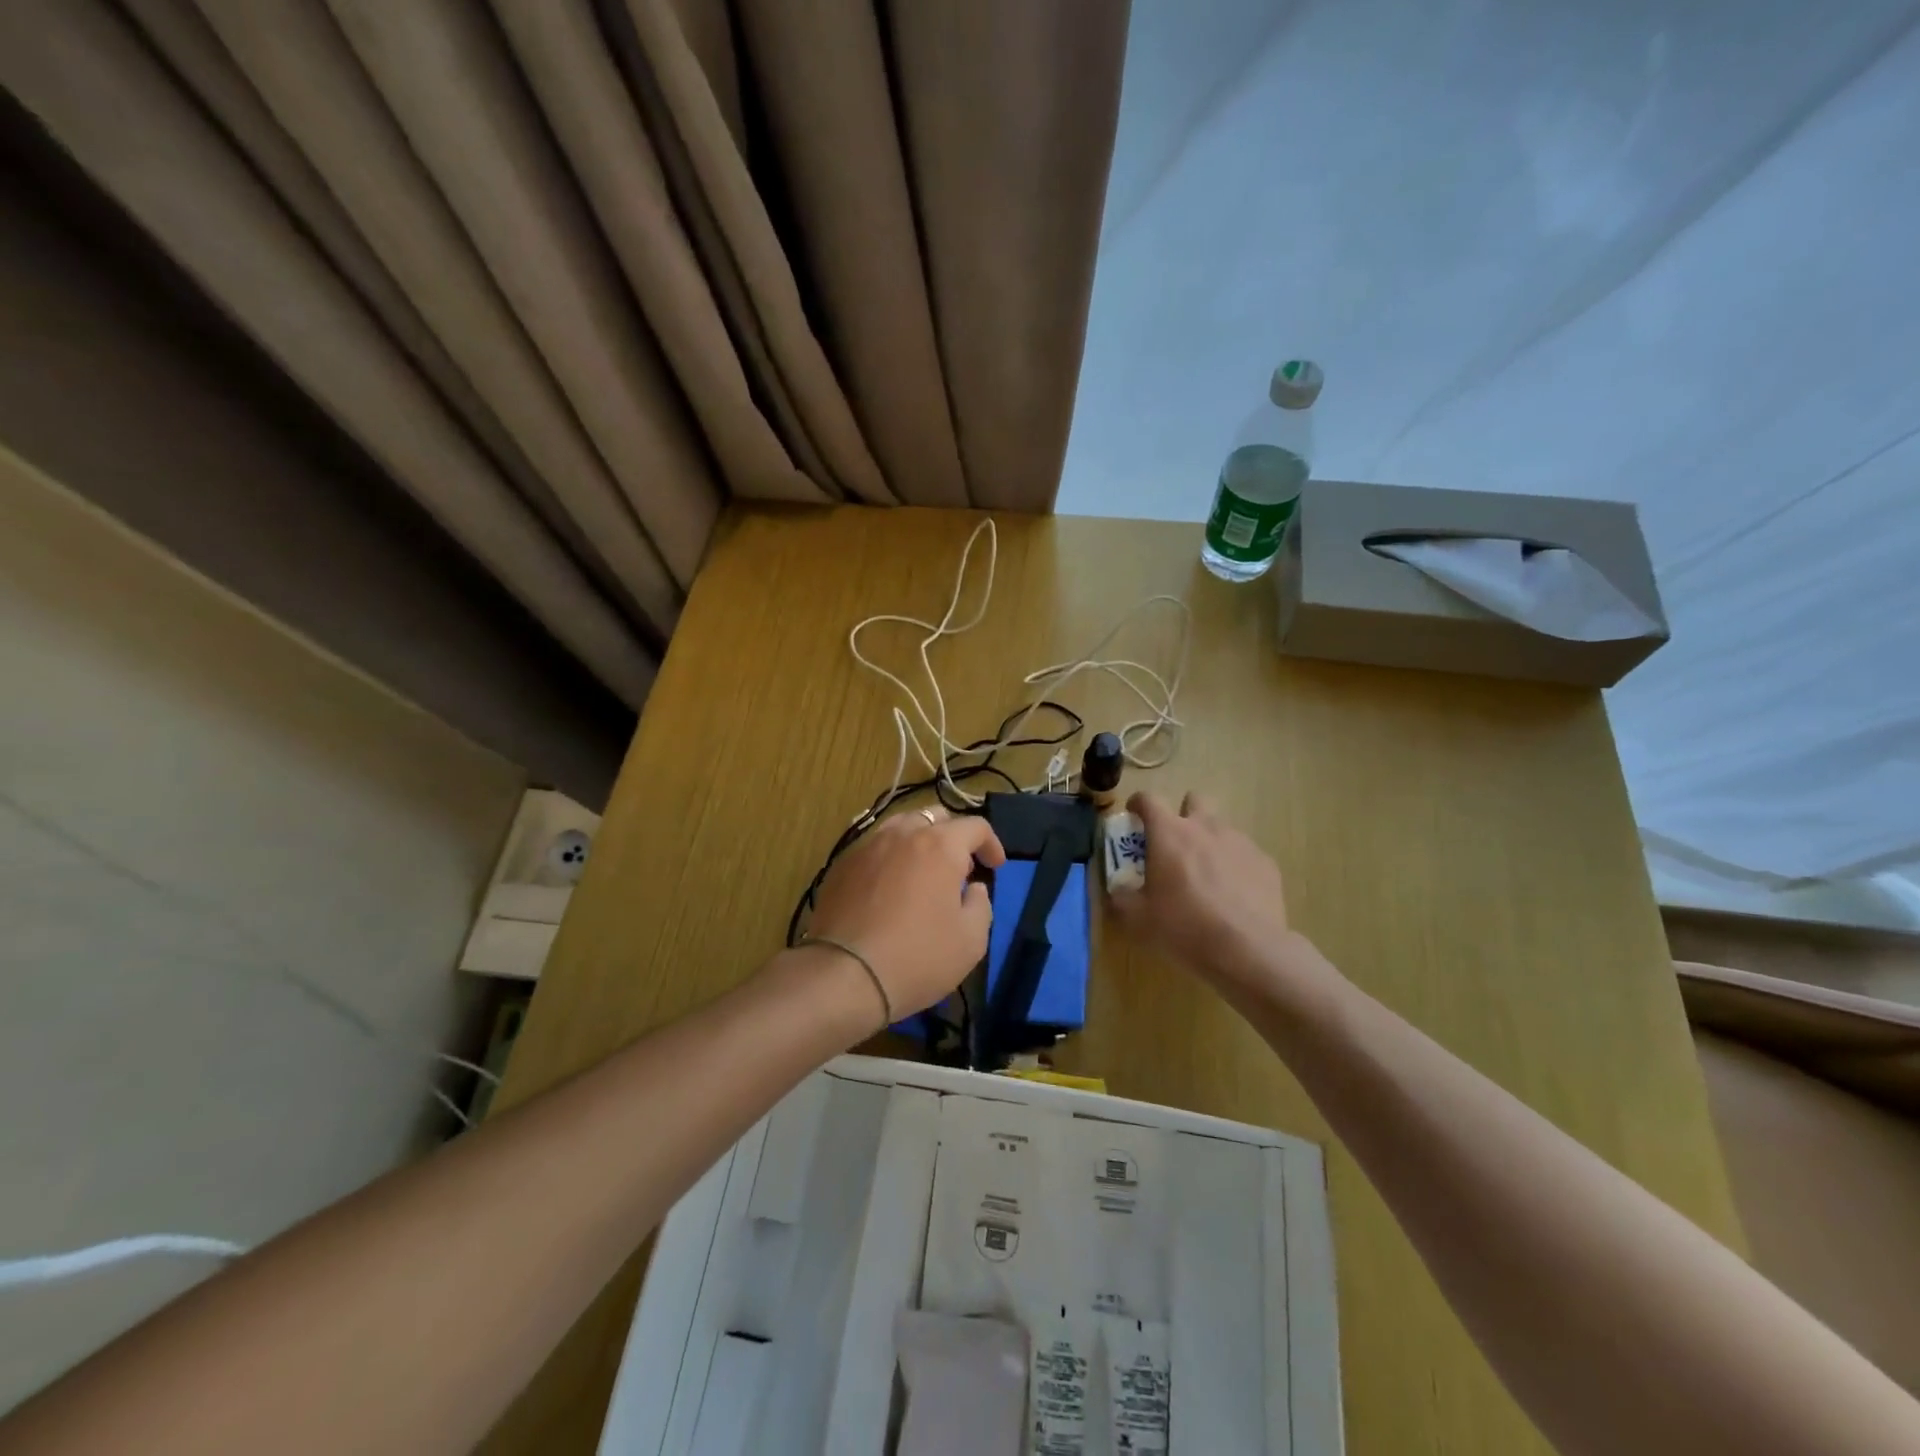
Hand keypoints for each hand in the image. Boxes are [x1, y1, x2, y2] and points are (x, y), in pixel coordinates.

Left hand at [804, 806, 1005, 1019]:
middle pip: (935, 817)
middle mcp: (902, 834)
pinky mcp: (841, 865)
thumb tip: (973, 888)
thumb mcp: (971, 941)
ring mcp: (867, 846)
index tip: (995, 867)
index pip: (975, 827)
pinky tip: (888, 887)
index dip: (991, 844)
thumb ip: (980, 905)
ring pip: (900, 827)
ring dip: (918, 841)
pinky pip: (873, 848)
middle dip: (953, 837)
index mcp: (940, 845)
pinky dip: (889, 857)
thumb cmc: (917, 957)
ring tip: (922, 871)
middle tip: (958, 869)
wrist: (844, 975)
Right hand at [1108, 791, 1296, 993]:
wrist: (1247, 949)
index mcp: (1169, 833)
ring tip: (1206, 875)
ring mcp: (1239, 842)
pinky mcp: (1265, 862)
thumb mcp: (1137, 918)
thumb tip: (1119, 889)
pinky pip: (1244, 854)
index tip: (1134, 816)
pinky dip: (1234, 865)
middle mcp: (1205, 827)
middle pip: (1194, 799)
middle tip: (1175, 844)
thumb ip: (1122, 896)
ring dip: (1209, 841)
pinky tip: (1233, 894)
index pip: (1149, 799)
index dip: (1138, 804)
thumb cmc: (1184, 927)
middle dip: (1182, 814)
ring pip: (1221, 827)